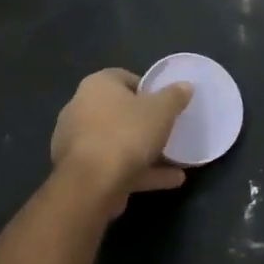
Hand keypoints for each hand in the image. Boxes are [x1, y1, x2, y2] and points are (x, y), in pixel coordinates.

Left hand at [51, 69, 192, 215]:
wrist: (92, 186)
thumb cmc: (127, 133)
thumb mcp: (162, 110)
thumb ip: (175, 96)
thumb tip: (185, 86)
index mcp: (97, 86)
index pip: (123, 78)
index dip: (147, 89)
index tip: (165, 103)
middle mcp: (81, 109)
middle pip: (119, 112)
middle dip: (145, 122)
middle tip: (168, 129)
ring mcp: (79, 144)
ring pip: (119, 142)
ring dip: (146, 151)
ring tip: (176, 159)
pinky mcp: (82, 173)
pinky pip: (117, 166)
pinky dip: (142, 172)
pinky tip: (170, 180)